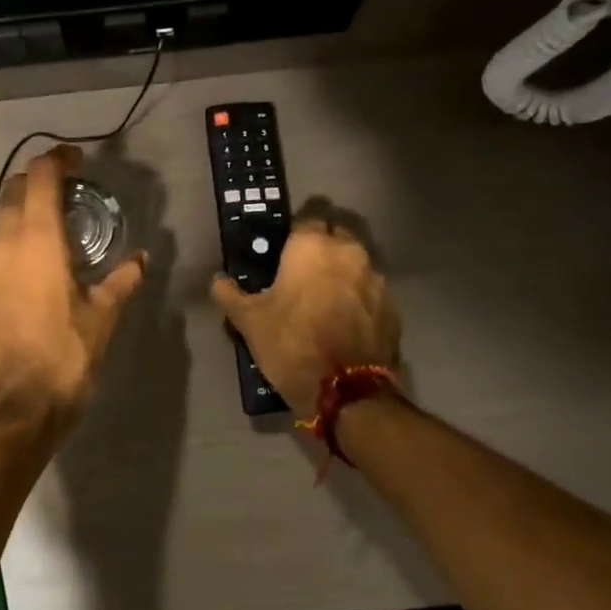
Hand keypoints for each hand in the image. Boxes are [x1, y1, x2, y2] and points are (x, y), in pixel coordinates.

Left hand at [0, 145, 145, 435]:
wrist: (12, 411)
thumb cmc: (64, 359)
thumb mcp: (103, 318)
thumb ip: (122, 281)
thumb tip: (141, 259)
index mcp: (36, 241)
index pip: (40, 177)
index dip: (58, 159)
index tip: (78, 159)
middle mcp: (2, 245)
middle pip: (13, 190)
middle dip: (39, 180)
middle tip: (70, 190)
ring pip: (0, 220)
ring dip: (25, 211)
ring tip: (57, 227)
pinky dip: (14, 239)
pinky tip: (36, 264)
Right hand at [210, 220, 400, 415]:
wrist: (346, 391)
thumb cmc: (291, 343)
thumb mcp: (248, 321)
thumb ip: (230, 294)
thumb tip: (218, 281)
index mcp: (313, 246)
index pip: (306, 218)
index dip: (293, 233)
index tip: (281, 251)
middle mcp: (350, 253)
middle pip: (336, 235)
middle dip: (321, 247)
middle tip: (300, 273)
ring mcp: (377, 280)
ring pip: (355, 263)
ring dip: (341, 273)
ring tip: (322, 300)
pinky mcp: (392, 308)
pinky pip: (370, 292)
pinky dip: (358, 299)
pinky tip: (343, 322)